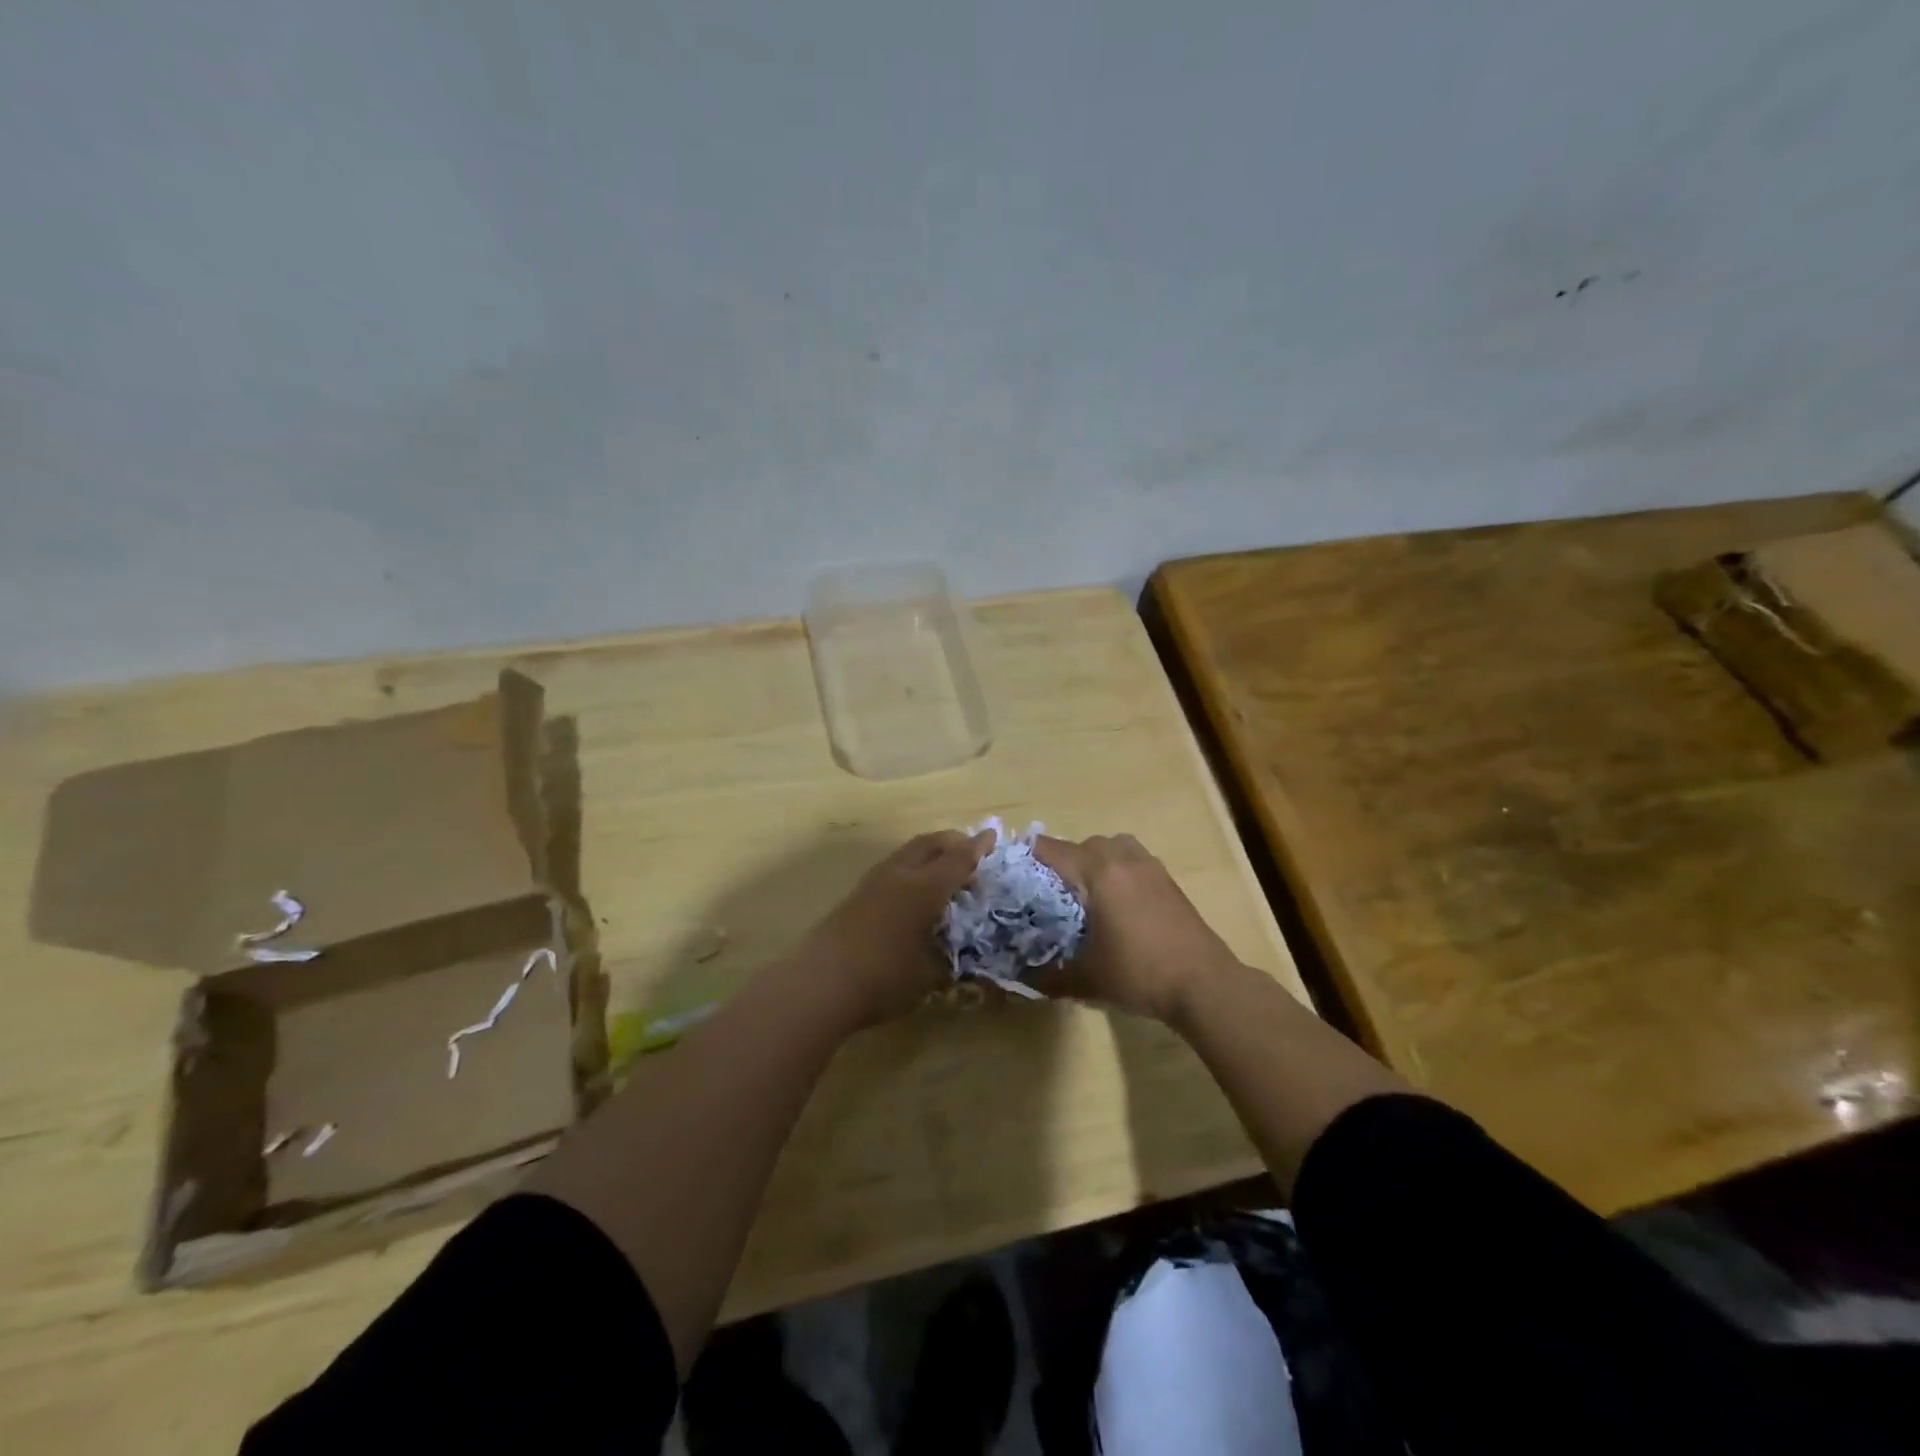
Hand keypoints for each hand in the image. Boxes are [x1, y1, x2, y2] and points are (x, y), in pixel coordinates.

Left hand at [794, 830, 991, 1029]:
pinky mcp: (856, 894)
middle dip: (952, 841)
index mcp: (924, 888)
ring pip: (907, 852)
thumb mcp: (929, 975)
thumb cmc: (883, 978)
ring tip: (942, 867)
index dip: (977, 849)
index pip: (958, 859)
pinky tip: (912, 888)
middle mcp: (900, 875)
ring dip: (929, 852)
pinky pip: (893, 867)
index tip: (993, 836)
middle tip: (969, 848)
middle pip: (930, 844)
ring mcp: (873, 882)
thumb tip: (959, 954)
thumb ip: (949, 959)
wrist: (820, 983)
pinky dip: (911, 866)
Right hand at [1031, 834, 1238, 1023]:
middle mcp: (1122, 858)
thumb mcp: (1088, 978)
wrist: (1204, 983)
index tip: (1011, 871)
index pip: (1051, 850)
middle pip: (1082, 845)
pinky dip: (1118, 870)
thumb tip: (1022, 979)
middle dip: (1063, 863)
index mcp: (1098, 872)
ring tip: (1086, 894)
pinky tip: (1117, 904)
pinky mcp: (1167, 880)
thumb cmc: (1140, 973)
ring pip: (1111, 847)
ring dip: (1094, 861)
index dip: (1027, 857)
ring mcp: (1149, 866)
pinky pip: (1132, 860)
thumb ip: (1050, 975)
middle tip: (1049, 894)